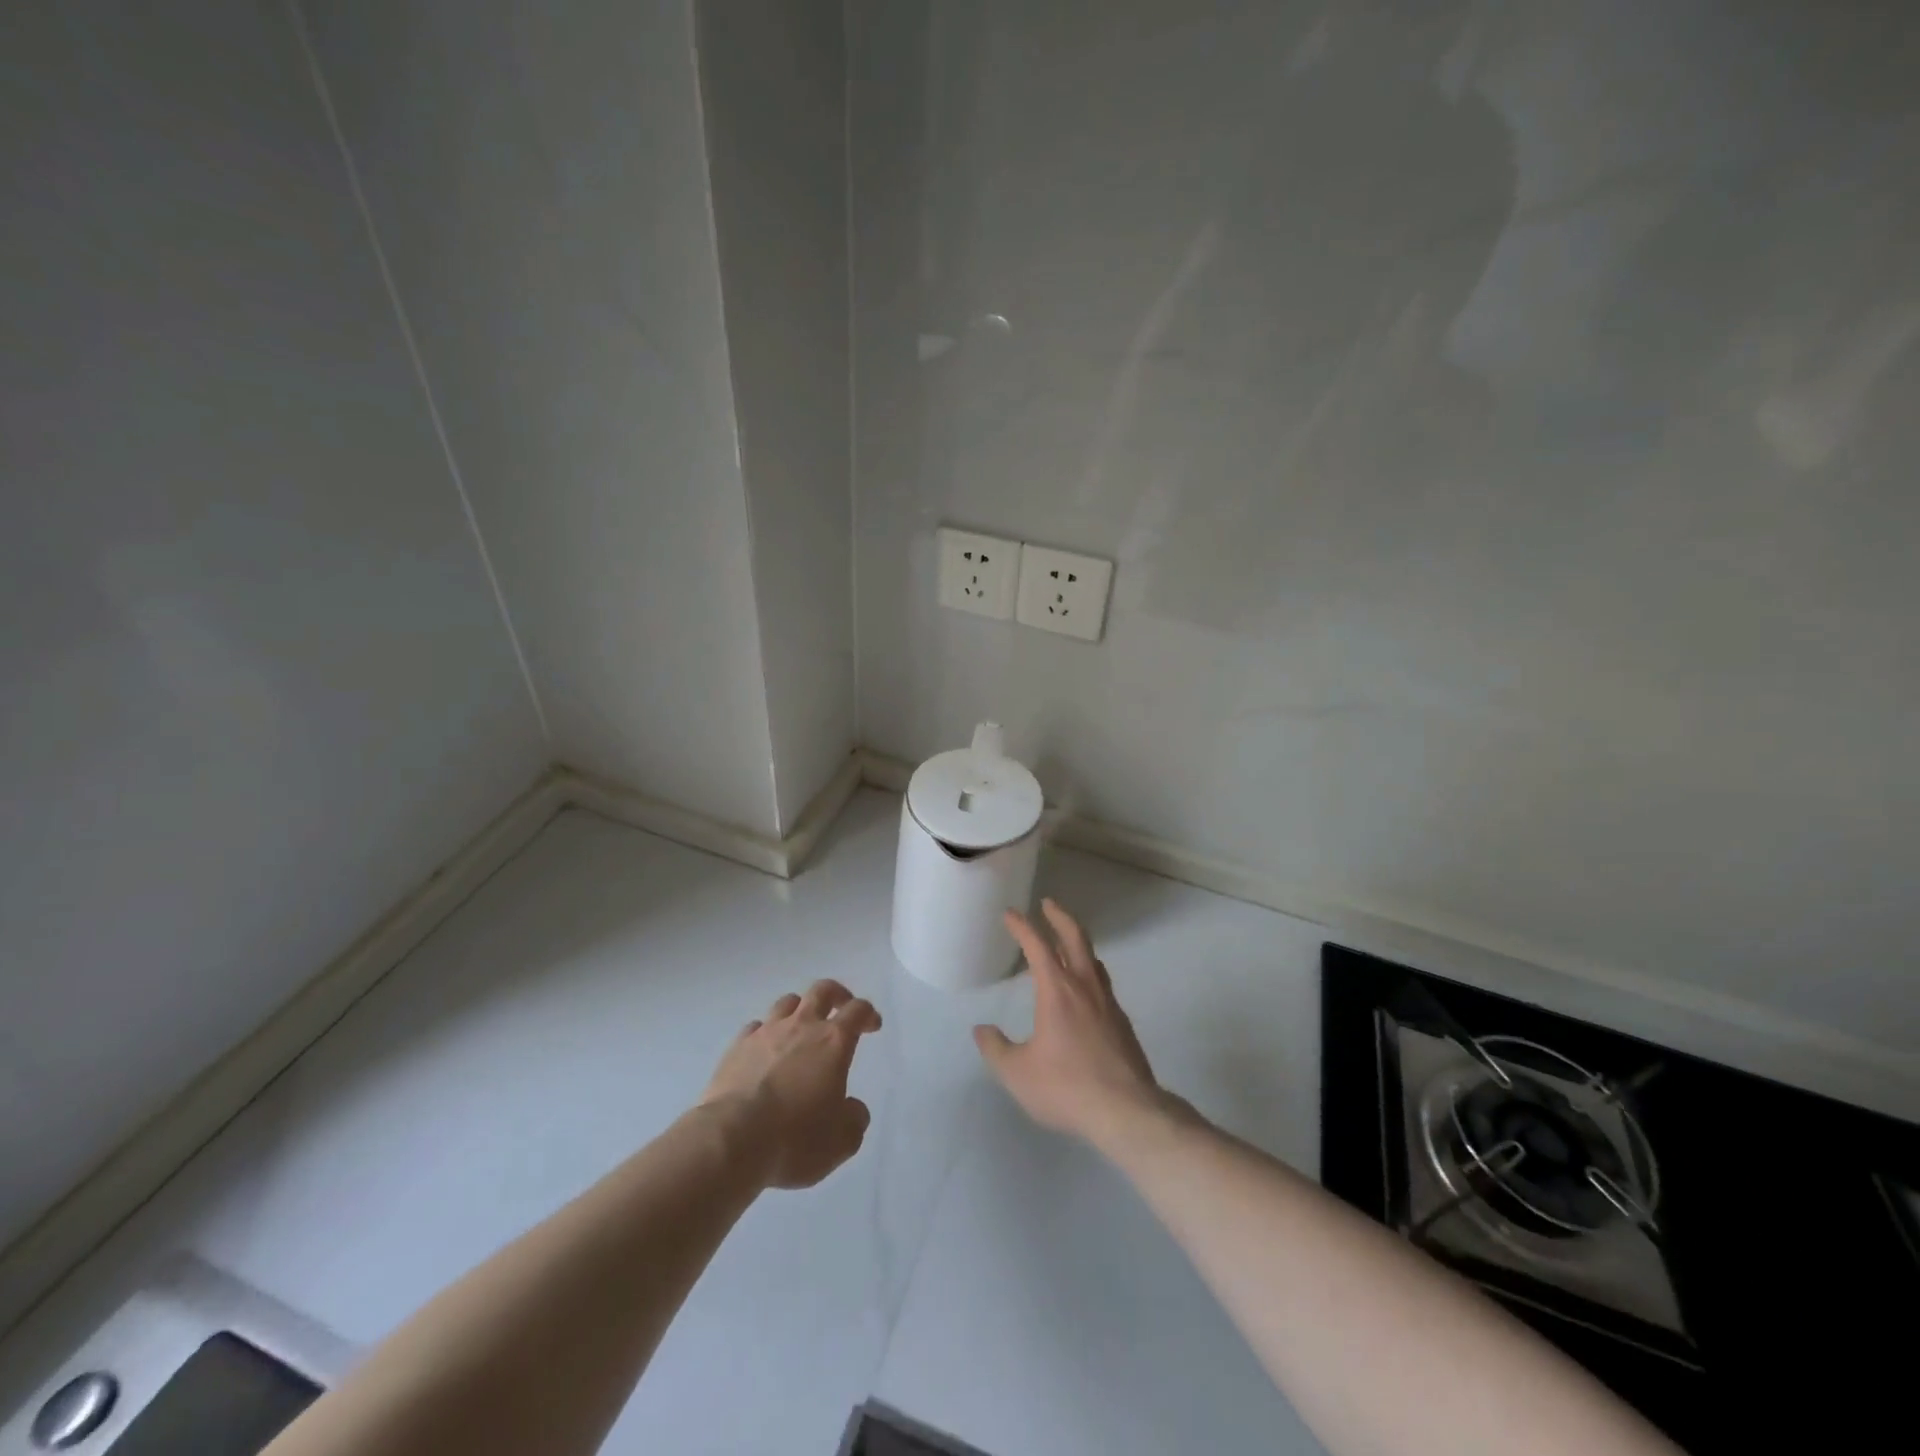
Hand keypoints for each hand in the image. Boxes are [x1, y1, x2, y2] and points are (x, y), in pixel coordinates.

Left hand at [701, 979, 880, 1189]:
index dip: (868, 1014)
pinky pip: (756, 1027)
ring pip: (787, 1002)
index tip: (872, 1026)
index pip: (857, 1010)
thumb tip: (852, 1108)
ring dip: (800, 1009)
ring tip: (802, 1027)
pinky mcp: (737, 1046)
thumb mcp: (840, 1142)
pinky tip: (765, 1050)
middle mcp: (802, 1026)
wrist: (731, 1140)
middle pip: (822, 990)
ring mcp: (766, 1033)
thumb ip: (854, 1120)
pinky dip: (765, 1032)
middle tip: (841, 1007)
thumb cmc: (794, 1139)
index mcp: (833, 1042)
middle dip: (837, 994)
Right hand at [974, 899, 1165, 1149]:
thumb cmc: (1066, 1087)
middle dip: (1059, 917)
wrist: (1127, 1111)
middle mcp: (1085, 987)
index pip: (1038, 946)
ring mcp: (1108, 1003)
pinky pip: (1102, 983)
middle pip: (1075, 938)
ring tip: (1066, 942)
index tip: (1010, 914)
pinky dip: (1088, 971)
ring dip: (1077, 942)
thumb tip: (982, 1030)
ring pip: (1093, 959)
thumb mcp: (1017, 1073)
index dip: (1023, 926)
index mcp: (1057, 991)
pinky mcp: (1122, 1022)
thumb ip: (996, 1049)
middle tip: (1047, 904)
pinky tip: (1084, 989)